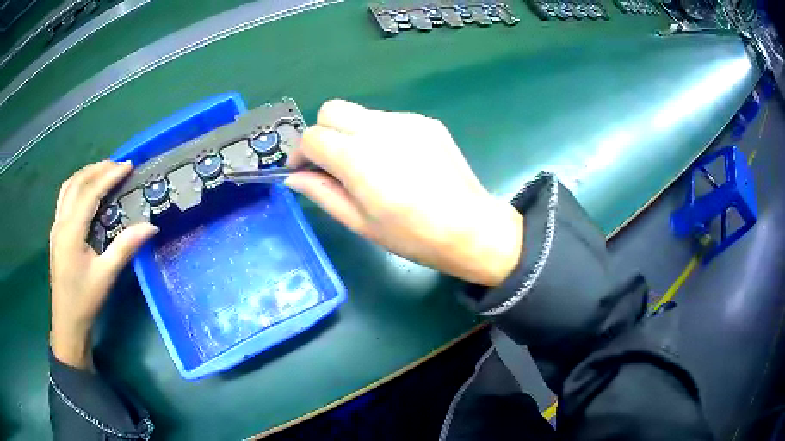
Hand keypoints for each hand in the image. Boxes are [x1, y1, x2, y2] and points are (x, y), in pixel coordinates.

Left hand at [49, 161, 157, 369]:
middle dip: (97, 169)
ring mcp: (56, 226)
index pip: (90, 192)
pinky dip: (77, 186)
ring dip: (85, 174)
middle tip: (118, 165)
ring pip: (68, 187)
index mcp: (71, 231)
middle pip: (76, 183)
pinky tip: (86, 192)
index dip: (109, 176)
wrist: (67, 322)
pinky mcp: (56, 232)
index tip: (128, 165)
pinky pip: (65, 197)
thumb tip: (151, 226)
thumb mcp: (106, 275)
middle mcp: (61, 222)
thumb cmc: (85, 300)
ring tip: (103, 171)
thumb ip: (125, 247)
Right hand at [286, 100, 522, 285]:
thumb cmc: (411, 235)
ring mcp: (406, 121)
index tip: (303, 170)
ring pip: (360, 113)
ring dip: (350, 132)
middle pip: (332, 110)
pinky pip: (388, 120)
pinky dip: (378, 134)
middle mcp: (379, 129)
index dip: (300, 153)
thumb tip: (293, 178)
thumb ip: (322, 193)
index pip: (312, 137)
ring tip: (366, 164)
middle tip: (330, 161)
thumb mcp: (359, 222)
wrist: (469, 227)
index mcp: (357, 157)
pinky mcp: (426, 122)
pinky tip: (395, 161)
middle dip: (322, 132)